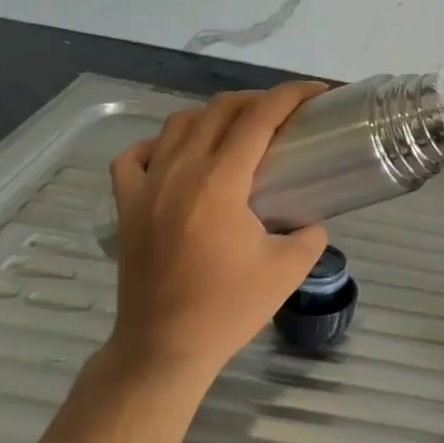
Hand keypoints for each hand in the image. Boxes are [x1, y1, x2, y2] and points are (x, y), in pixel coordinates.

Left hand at [105, 82, 329, 385]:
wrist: (163, 349)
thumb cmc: (227, 309)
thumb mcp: (288, 270)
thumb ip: (310, 233)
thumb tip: (311, 218)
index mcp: (220, 182)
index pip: (259, 116)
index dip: (291, 95)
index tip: (317, 93)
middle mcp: (180, 172)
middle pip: (220, 109)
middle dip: (259, 99)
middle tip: (286, 114)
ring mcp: (146, 187)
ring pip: (179, 123)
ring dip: (214, 116)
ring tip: (237, 130)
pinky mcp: (126, 206)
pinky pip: (135, 156)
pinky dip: (159, 145)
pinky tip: (178, 155)